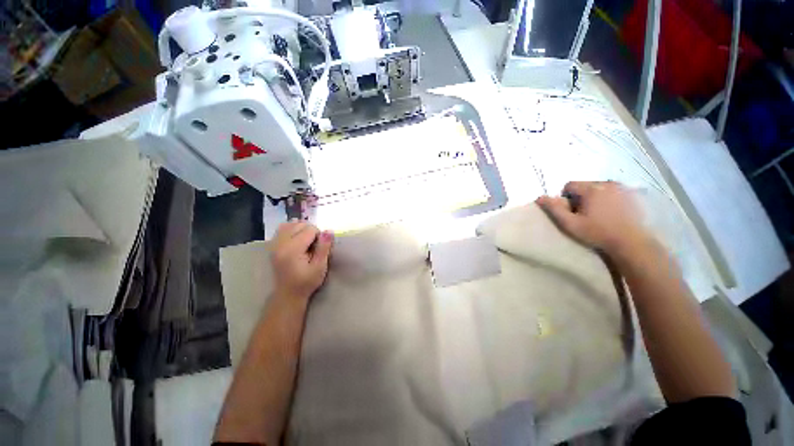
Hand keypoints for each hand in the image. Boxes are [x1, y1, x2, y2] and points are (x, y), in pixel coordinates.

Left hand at [270, 222, 333, 300]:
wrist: (288, 294)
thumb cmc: (306, 282)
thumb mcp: (320, 267)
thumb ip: (324, 247)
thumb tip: (329, 230)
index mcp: (292, 249)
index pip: (310, 229)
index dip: (319, 236)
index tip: (320, 248)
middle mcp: (280, 243)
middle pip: (300, 224)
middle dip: (311, 231)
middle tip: (314, 245)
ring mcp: (274, 244)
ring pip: (290, 224)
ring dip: (301, 228)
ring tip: (306, 241)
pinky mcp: (272, 245)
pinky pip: (282, 228)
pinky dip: (292, 229)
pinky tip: (297, 239)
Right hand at [536, 181, 653, 255]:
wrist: (631, 242)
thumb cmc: (597, 232)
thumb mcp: (570, 224)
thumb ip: (554, 209)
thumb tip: (540, 197)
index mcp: (591, 189)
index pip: (570, 185)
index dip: (566, 198)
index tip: (572, 211)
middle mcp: (607, 183)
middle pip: (585, 185)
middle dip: (581, 197)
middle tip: (585, 214)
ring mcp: (623, 187)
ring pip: (600, 187)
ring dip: (595, 197)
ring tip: (600, 213)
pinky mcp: (633, 193)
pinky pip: (614, 191)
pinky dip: (609, 198)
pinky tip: (613, 212)